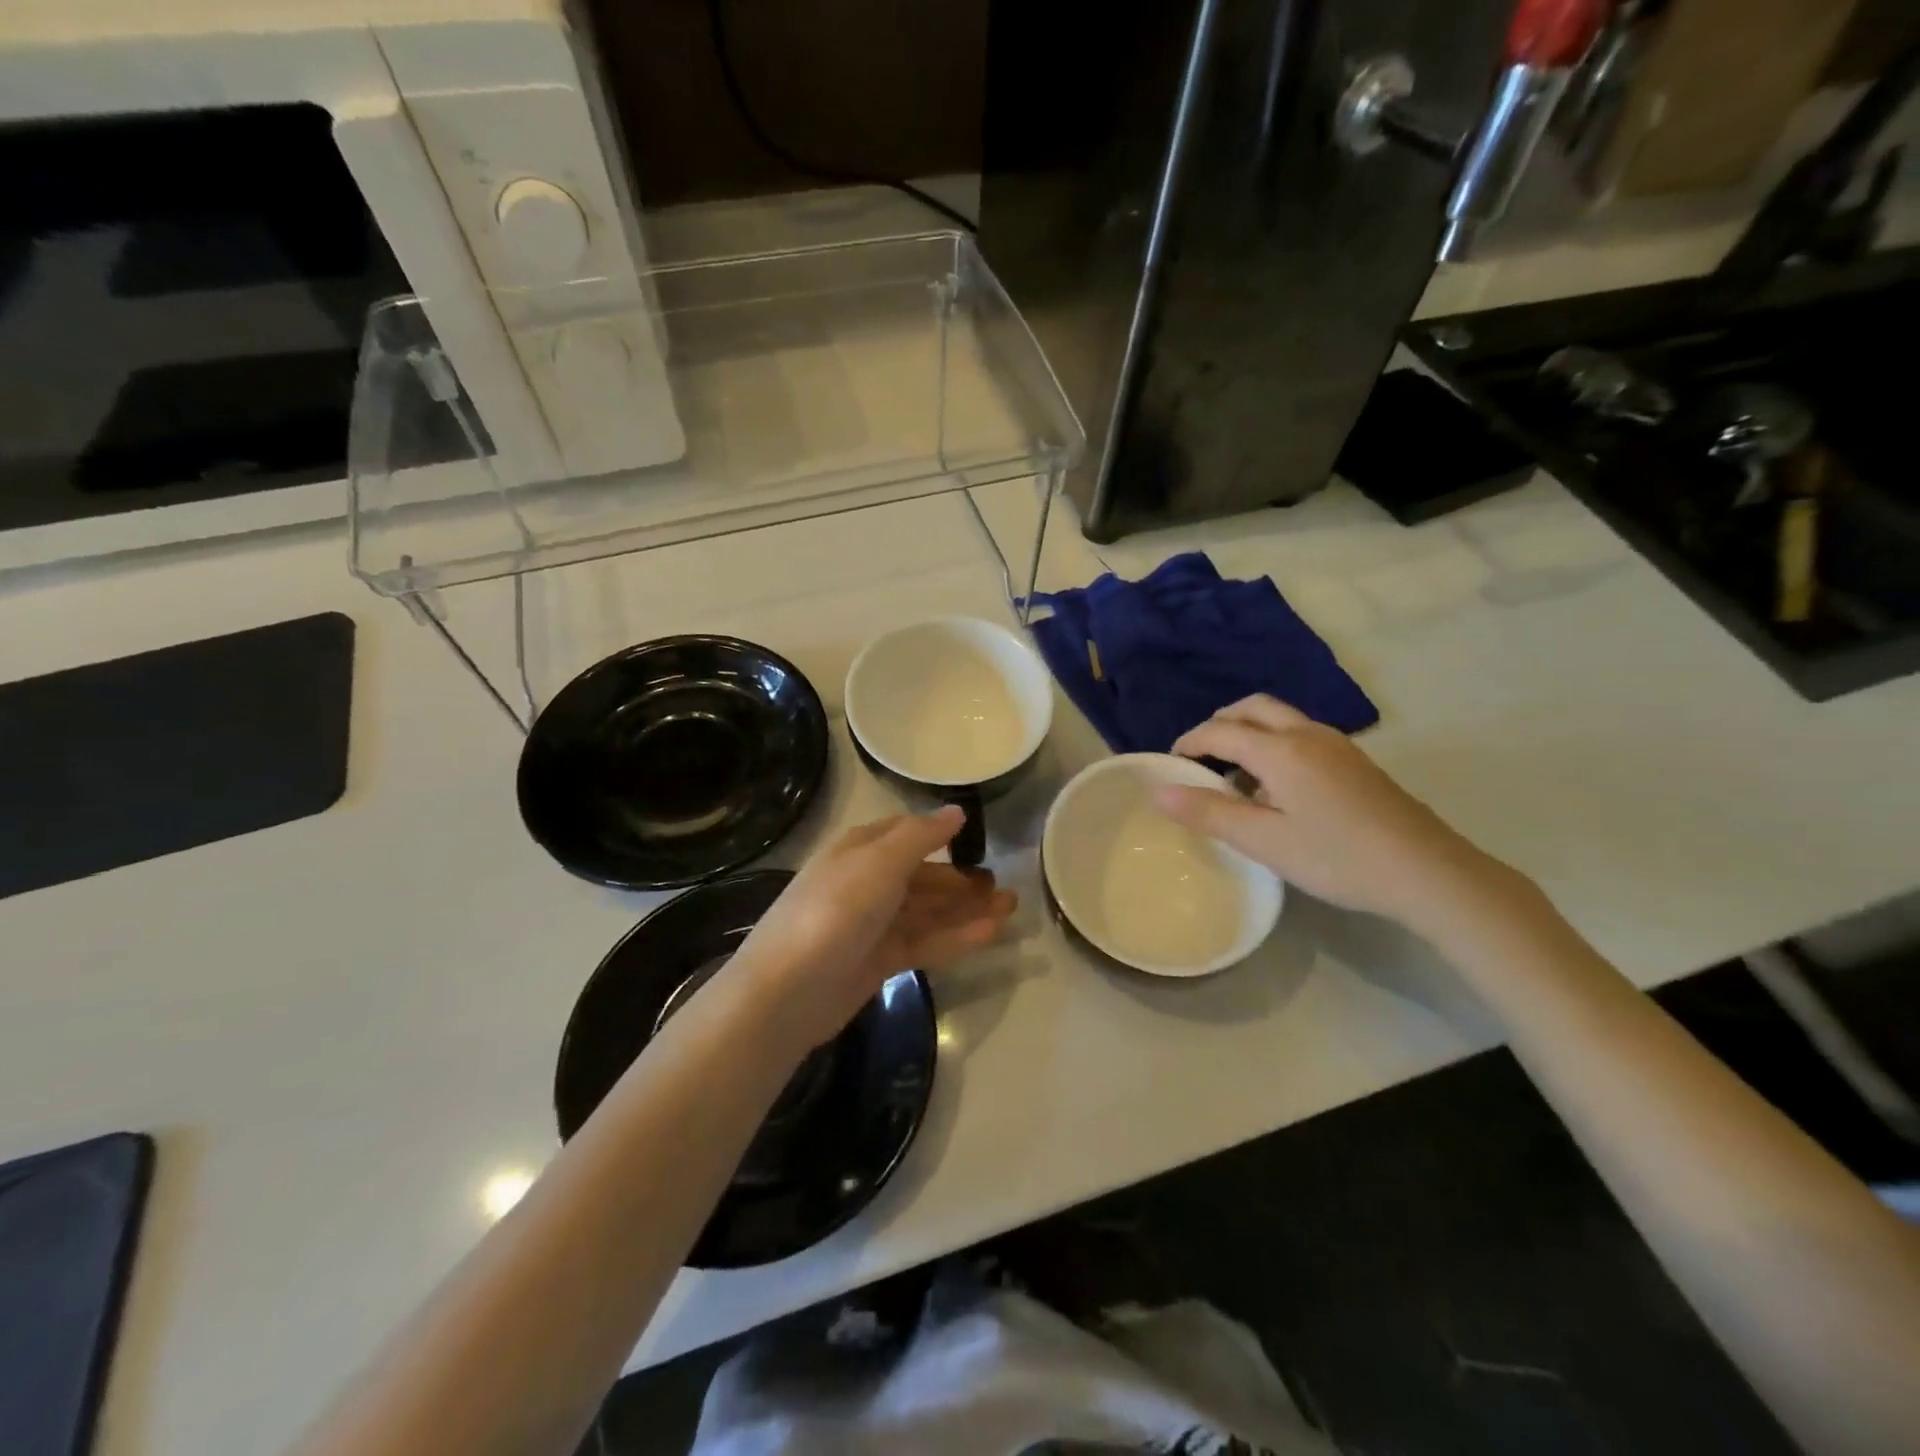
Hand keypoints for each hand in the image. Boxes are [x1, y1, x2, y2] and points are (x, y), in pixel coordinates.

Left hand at [732, 808, 1016, 1049]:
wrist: (788, 991)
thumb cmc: (836, 910)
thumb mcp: (880, 862)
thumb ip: (921, 835)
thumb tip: (956, 811)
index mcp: (860, 850)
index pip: (905, 833)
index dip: (940, 835)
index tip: (978, 841)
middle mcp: (866, 882)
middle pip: (922, 876)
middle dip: (961, 880)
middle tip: (1003, 888)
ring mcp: (872, 924)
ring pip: (928, 911)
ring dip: (967, 909)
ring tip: (1009, 909)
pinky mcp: (879, 960)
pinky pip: (925, 941)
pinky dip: (956, 936)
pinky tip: (990, 934)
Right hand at [1155, 695, 1516, 934]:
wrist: (1427, 872)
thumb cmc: (1337, 857)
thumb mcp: (1264, 841)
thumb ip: (1209, 813)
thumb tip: (1158, 791)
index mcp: (1281, 750)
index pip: (1220, 731)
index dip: (1189, 743)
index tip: (1169, 764)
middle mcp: (1307, 734)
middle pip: (1252, 709)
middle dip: (1219, 724)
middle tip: (1200, 758)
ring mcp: (1336, 745)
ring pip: (1279, 718)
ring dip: (1248, 733)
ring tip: (1233, 776)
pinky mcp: (1355, 761)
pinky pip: (1300, 734)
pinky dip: (1273, 744)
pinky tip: (1276, 787)